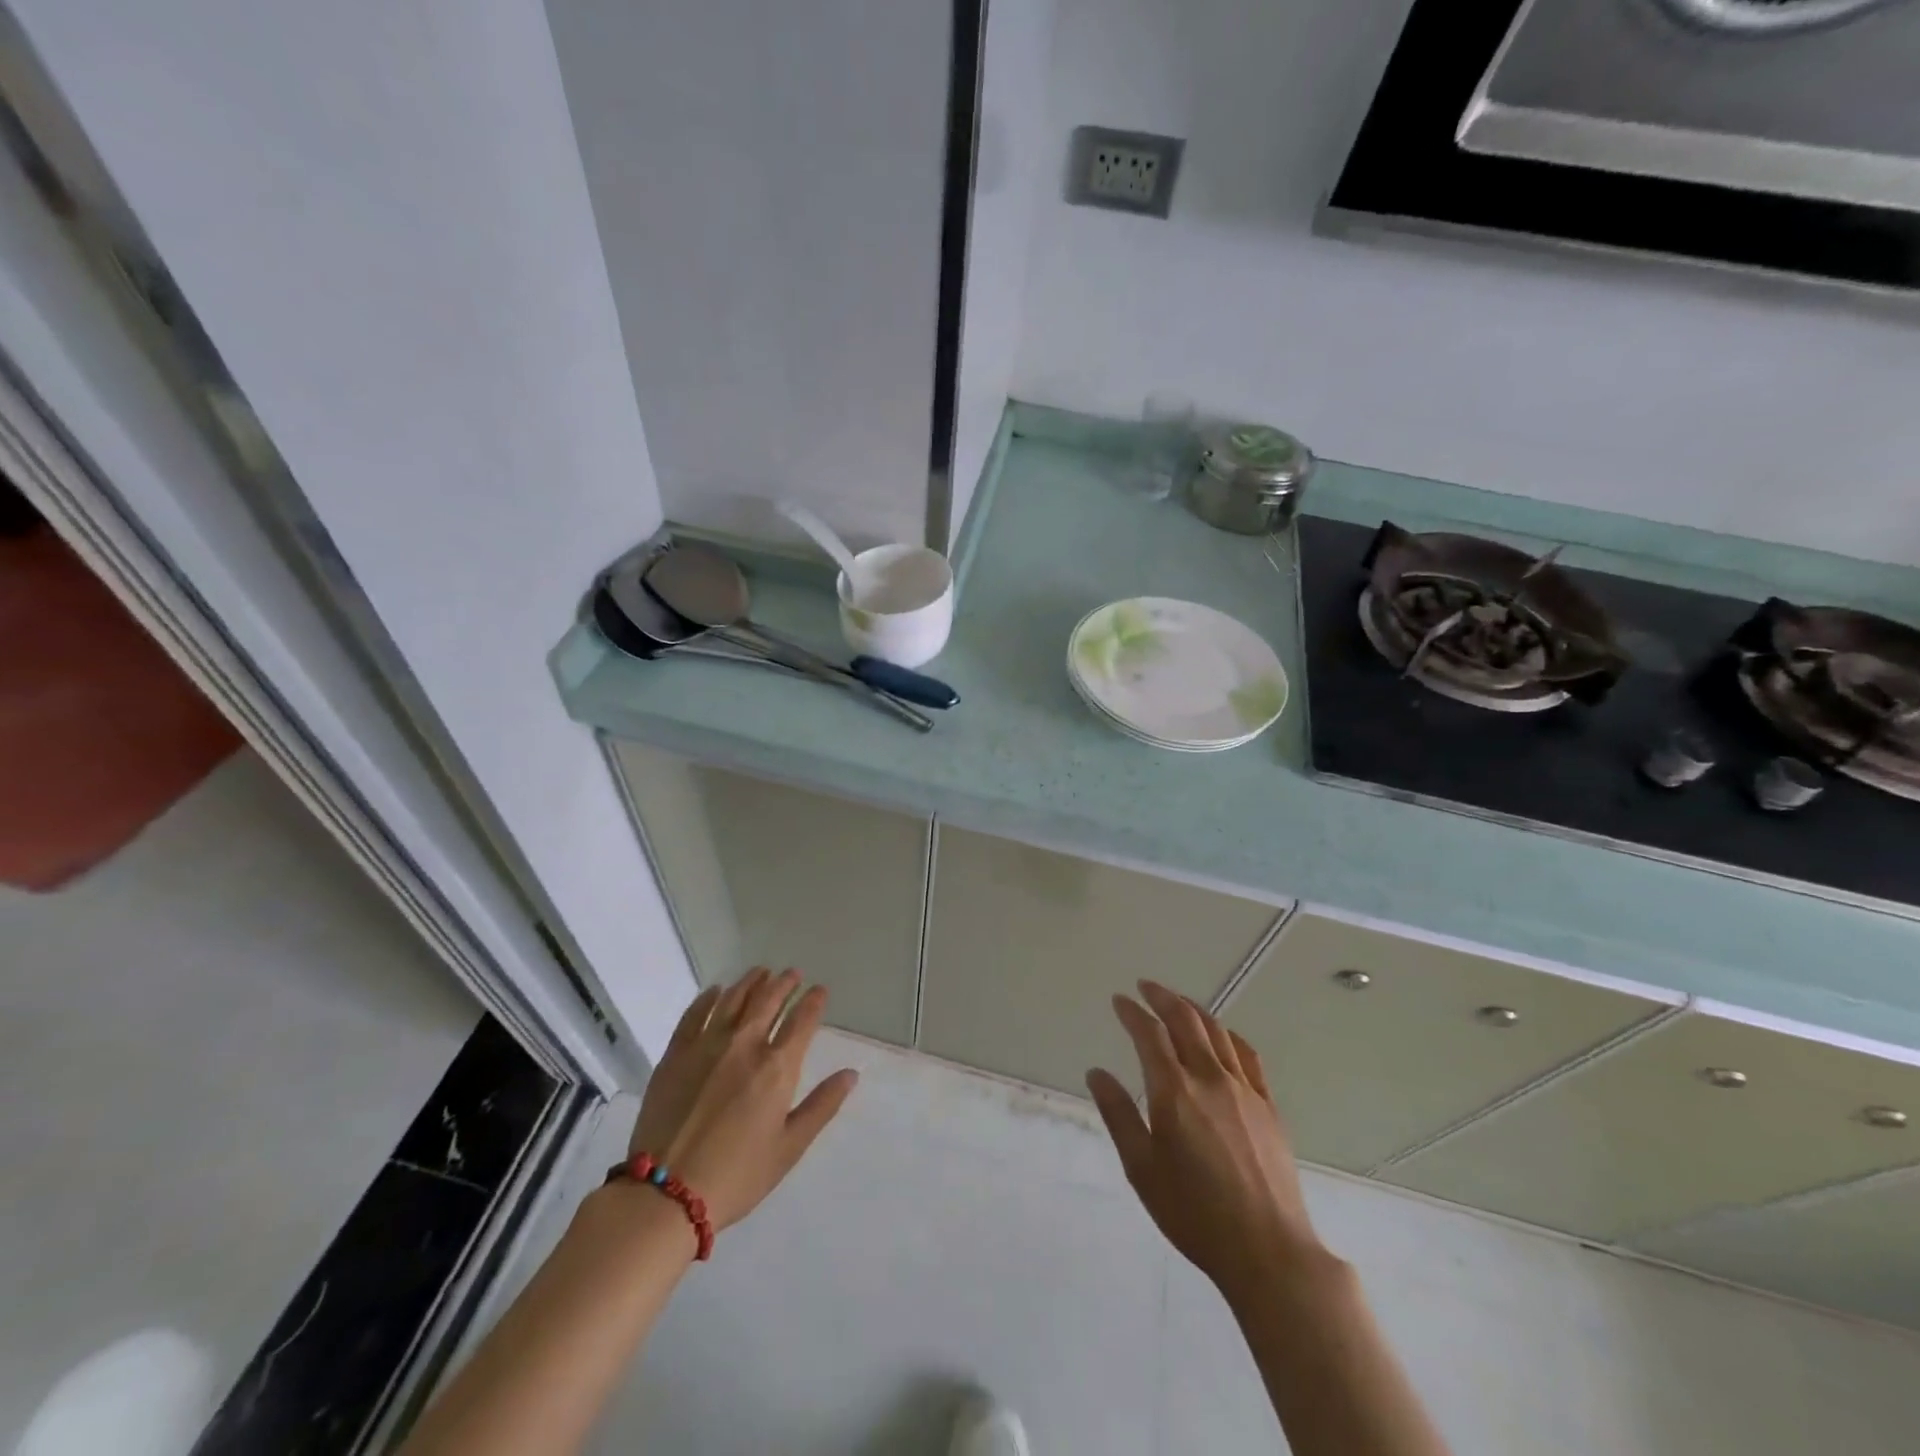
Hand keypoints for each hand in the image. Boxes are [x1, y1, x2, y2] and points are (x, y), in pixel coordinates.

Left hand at [627, 967, 857, 1231]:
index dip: (813, 1001)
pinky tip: (716, 991)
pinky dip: (709, 997)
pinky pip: (695, 1013)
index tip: (819, 990)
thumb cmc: (737, 1176)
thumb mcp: (789, 1148)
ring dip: (751, 982)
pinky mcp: (676, 1053)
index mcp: (777, 1068)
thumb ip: (822, 1106)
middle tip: (792, 973)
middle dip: (784, 983)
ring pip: (733, 999)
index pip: (802, 1020)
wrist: (665, 1194)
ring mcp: (707, 1045)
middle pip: (768, 1000)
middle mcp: (745, 1045)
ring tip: (760, 972)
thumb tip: (851, 1074)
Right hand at [1087, 981, 1326, 1299]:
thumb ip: (1119, 1115)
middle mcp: (1209, 1077)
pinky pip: (1247, 1055)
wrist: (1268, 1250)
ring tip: (1178, 1003)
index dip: (1132, 1012)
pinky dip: (1228, 1035)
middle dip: (1162, 997)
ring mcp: (1244, 1089)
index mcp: (1174, 1091)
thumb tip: (1096, 1073)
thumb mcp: (1142, 1168)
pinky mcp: (1268, 1105)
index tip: (1119, 1000)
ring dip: (1193, 1009)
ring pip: (1216, 1031)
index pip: (1149, 1034)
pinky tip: (1222, 1037)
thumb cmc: (1194, 1213)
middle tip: (1145, 987)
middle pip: (1185, 1020)